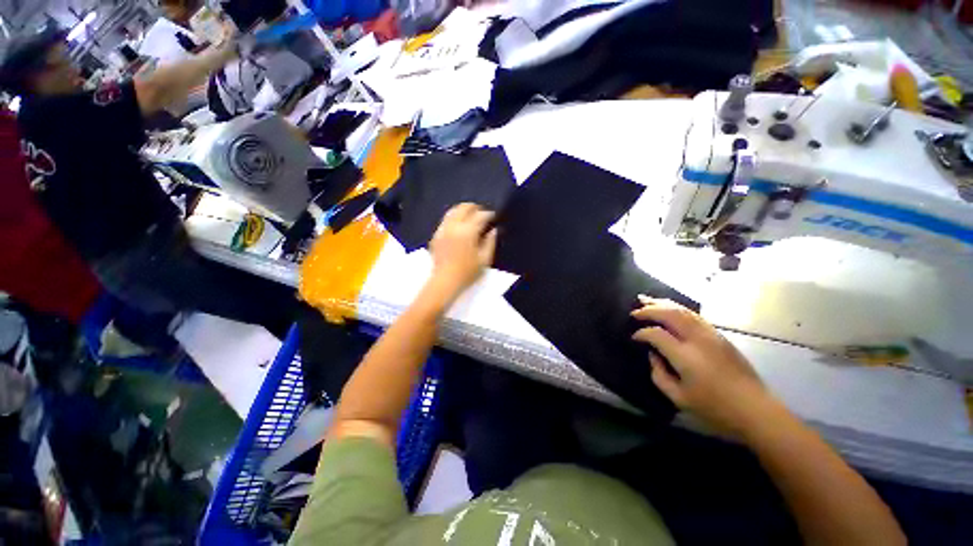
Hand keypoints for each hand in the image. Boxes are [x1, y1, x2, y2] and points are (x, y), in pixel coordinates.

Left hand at [429, 203, 496, 298]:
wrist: (445, 281)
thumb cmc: (468, 272)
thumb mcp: (485, 259)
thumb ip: (490, 242)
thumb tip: (494, 230)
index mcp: (468, 232)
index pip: (480, 215)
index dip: (489, 214)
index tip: (493, 217)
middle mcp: (454, 226)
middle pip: (464, 207)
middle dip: (475, 208)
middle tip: (482, 214)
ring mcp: (443, 229)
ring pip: (453, 211)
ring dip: (463, 211)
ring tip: (470, 217)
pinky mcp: (436, 235)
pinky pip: (445, 220)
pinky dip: (454, 219)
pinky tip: (458, 227)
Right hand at [631, 296, 775, 438]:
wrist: (756, 410)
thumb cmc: (715, 409)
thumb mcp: (679, 398)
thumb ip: (659, 375)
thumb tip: (653, 355)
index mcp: (686, 356)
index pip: (657, 334)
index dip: (642, 333)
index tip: (633, 338)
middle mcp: (698, 340)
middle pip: (670, 314)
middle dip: (649, 310)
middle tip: (634, 312)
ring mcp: (711, 335)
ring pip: (683, 311)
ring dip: (663, 304)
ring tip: (647, 300)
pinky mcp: (720, 336)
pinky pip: (694, 315)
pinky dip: (678, 308)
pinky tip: (670, 308)